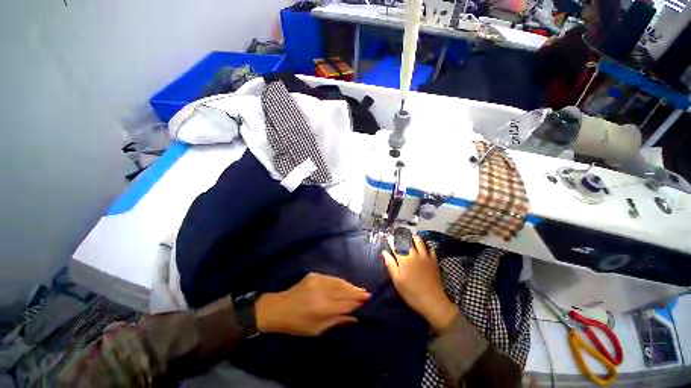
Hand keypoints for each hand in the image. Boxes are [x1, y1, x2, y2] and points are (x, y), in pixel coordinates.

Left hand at [255, 273, 369, 335]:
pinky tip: (346, 284)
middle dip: (356, 292)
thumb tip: (354, 318)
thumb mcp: (317, 330)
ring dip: (350, 285)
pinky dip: (340, 281)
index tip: (366, 300)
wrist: (279, 308)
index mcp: (322, 308)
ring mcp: (317, 281)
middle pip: (343, 291)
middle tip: (366, 293)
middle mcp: (321, 292)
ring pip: (339, 282)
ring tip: (359, 289)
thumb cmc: (297, 324)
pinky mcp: (314, 275)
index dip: (356, 302)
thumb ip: (336, 321)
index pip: (345, 303)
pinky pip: (331, 278)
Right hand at [383, 235, 457, 332]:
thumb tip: (384, 252)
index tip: (389, 237)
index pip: (396, 245)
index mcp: (403, 258)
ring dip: (415, 237)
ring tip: (412, 235)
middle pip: (407, 241)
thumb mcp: (397, 280)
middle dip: (402, 236)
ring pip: (420, 242)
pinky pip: (430, 249)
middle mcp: (414, 254)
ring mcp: (425, 256)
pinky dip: (426, 246)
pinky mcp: (434, 261)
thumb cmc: (411, 292)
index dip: (391, 240)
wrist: (432, 301)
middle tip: (399, 233)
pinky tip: (425, 246)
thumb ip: (390, 264)